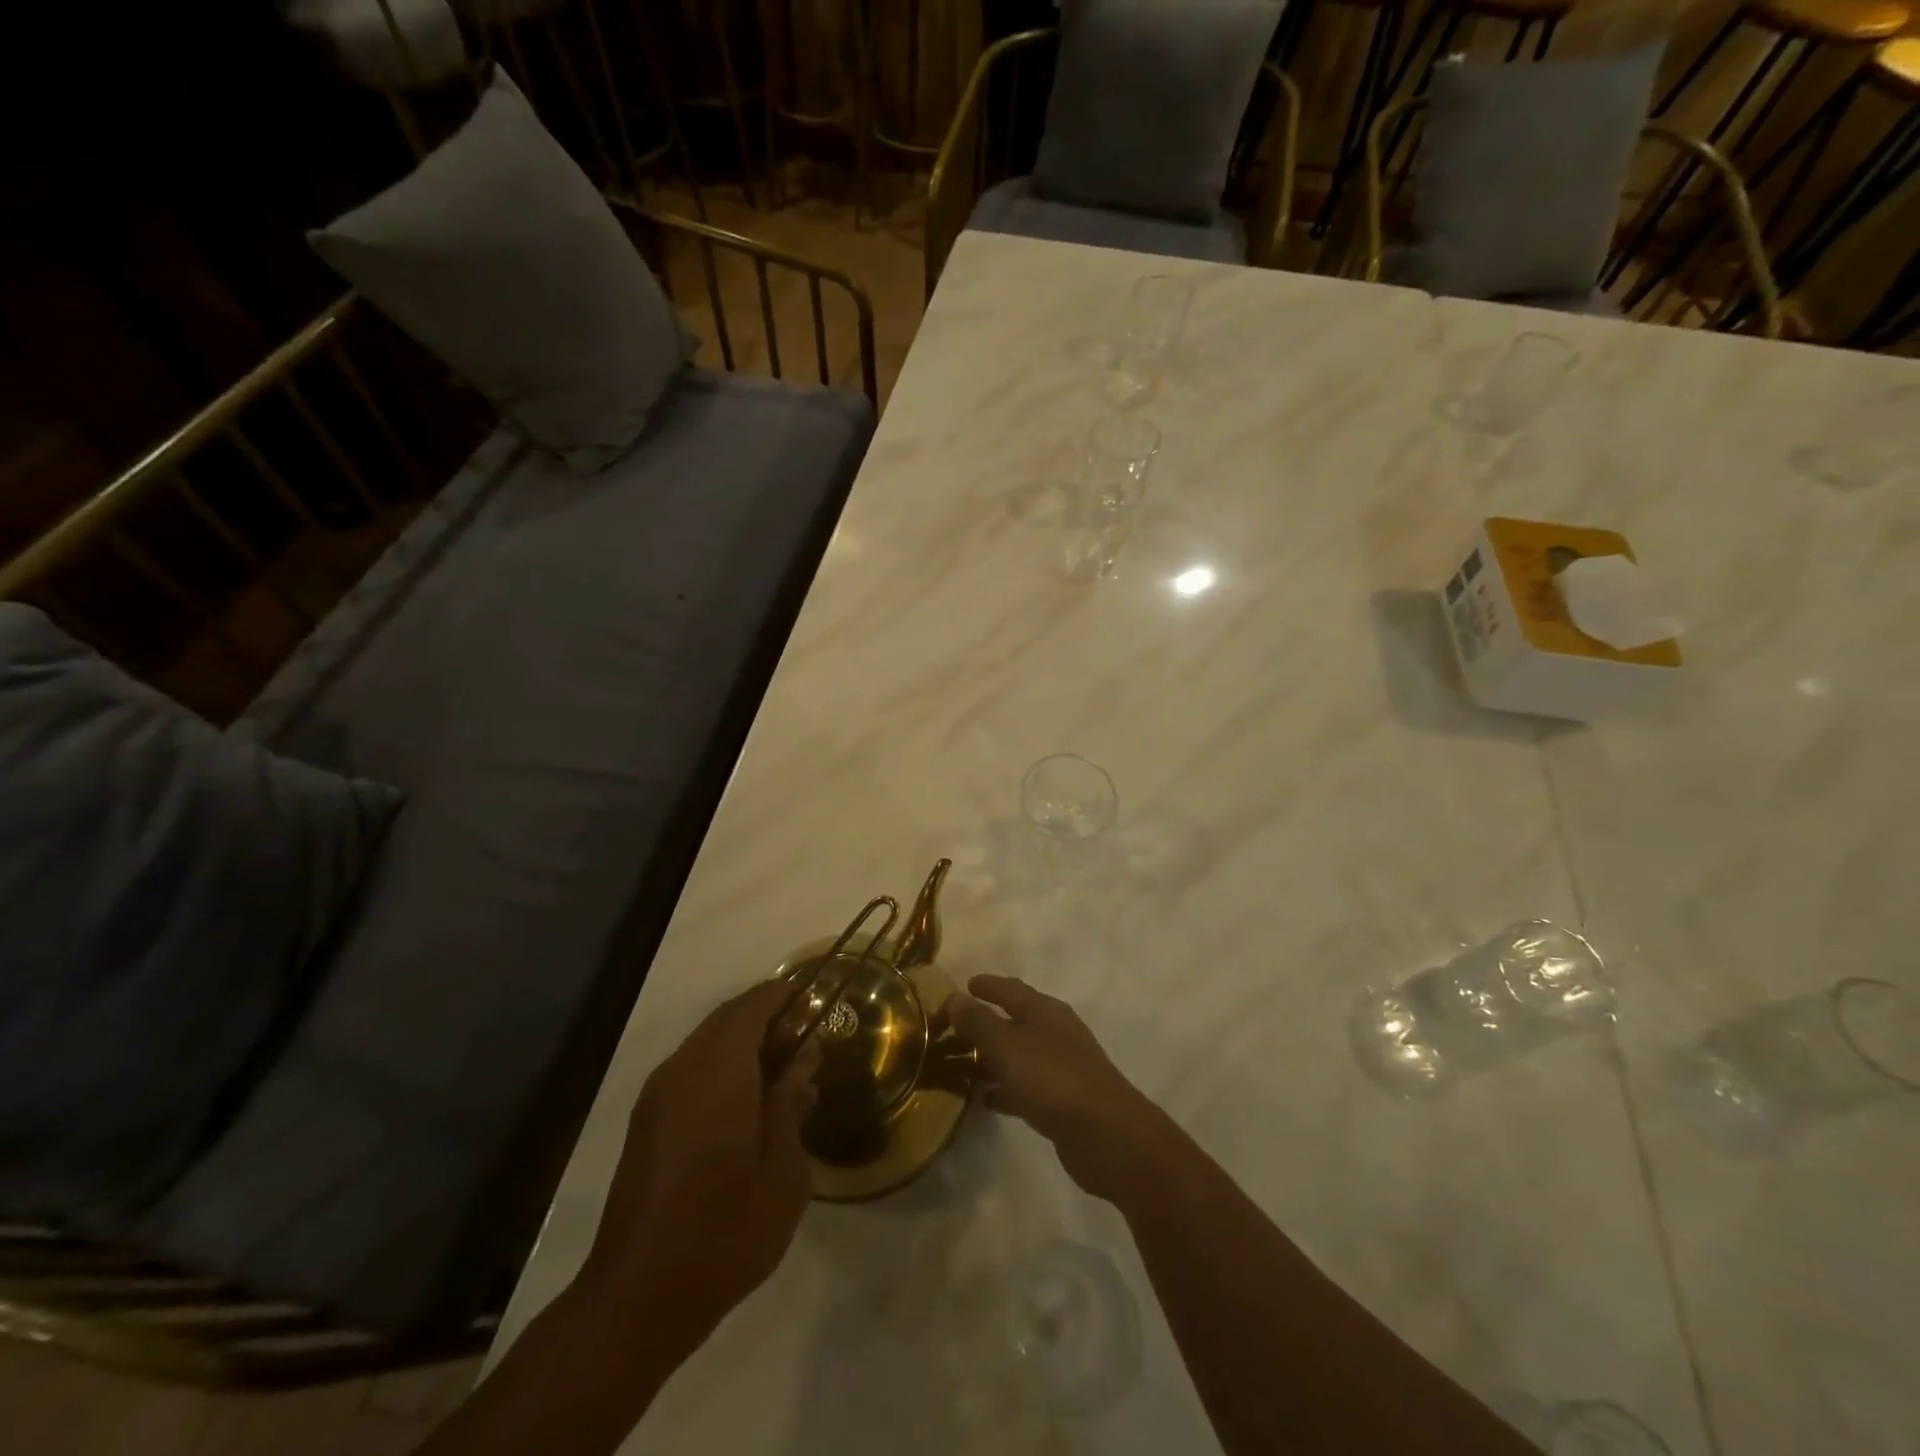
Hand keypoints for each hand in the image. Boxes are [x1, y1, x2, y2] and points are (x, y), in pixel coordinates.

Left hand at [577, 981, 820, 1352]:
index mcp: (717, 1074)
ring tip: (782, 1075)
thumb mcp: (782, 1170)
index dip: (782, 995)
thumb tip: (804, 1058)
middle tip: (804, 1042)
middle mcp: (682, 1071)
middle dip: (766, 1019)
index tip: (813, 998)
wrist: (638, 1297)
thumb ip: (791, 1103)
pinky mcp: (646, 1121)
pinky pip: (690, 1070)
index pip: (751, 1008)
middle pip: (726, 1020)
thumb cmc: (726, 1232)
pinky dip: (722, 1066)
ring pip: (706, 1043)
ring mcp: (658, 1096)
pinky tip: (748, 1104)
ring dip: (743, 1044)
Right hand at [946, 974, 1170, 1202]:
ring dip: (992, 1059)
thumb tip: (956, 997)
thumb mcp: (1008, 1046)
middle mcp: (1055, 1033)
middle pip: (1014, 1022)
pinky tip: (984, 1100)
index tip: (964, 985)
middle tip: (952, 1031)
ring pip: (1018, 1056)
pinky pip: (1024, 1088)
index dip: (986, 985)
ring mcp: (1061, 1068)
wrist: (1106, 1135)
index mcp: (1045, 1011)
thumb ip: (979, 1022)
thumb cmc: (1053, 1079)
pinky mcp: (1062, 1103)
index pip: (1010, 989)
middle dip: (984, 1024)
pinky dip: (1004, 1089)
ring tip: (960, 1066)